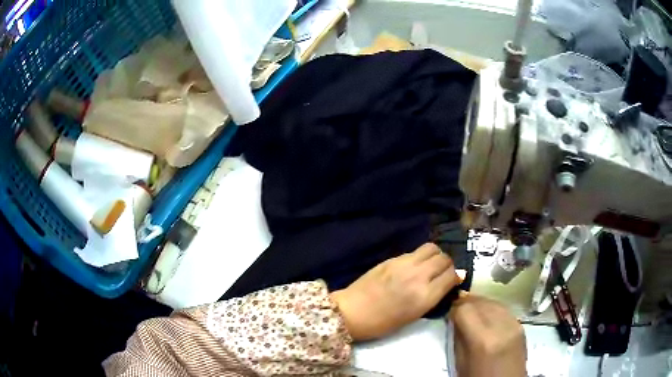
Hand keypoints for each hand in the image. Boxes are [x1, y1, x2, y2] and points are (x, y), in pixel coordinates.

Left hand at [329, 243, 464, 340]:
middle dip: (447, 265)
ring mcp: (404, 264)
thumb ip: (434, 296)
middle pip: (444, 259)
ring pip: (432, 248)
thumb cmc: (383, 323)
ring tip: (430, 266)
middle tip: (442, 273)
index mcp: (425, 296)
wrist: (352, 312)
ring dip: (436, 256)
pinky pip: (415, 251)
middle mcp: (418, 276)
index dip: (456, 277)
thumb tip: (452, 279)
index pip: (452, 275)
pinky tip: (414, 266)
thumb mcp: (414, 315)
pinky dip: (420, 256)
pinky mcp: (392, 258)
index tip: (453, 281)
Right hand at [450, 294, 526, 376]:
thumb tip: (455, 319)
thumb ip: (459, 338)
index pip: (465, 309)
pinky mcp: (521, 326)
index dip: (454, 308)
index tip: (449, 312)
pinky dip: (492, 308)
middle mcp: (501, 327)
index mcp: (482, 340)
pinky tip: (486, 315)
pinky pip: (504, 309)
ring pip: (494, 302)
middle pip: (481, 302)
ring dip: (480, 303)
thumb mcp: (461, 363)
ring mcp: (514, 325)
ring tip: (471, 310)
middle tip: (457, 309)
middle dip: (466, 302)